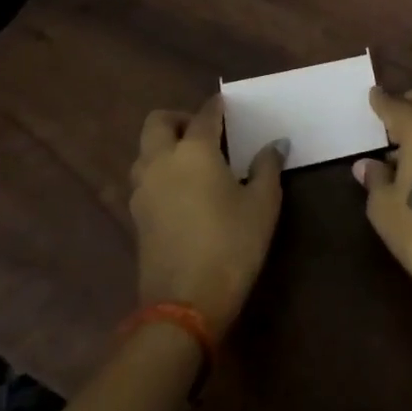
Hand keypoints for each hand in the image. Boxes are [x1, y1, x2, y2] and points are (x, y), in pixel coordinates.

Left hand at [128, 95, 284, 335]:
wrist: (185, 305)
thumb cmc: (231, 245)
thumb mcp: (262, 204)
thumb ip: (267, 167)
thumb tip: (275, 144)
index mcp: (194, 151)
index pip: (205, 115)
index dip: (218, 106)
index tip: (229, 105)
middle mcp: (162, 162)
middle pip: (158, 122)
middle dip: (180, 119)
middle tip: (206, 132)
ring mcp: (143, 190)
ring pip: (145, 151)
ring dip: (164, 145)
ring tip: (194, 161)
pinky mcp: (136, 216)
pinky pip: (144, 178)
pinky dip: (160, 172)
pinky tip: (184, 190)